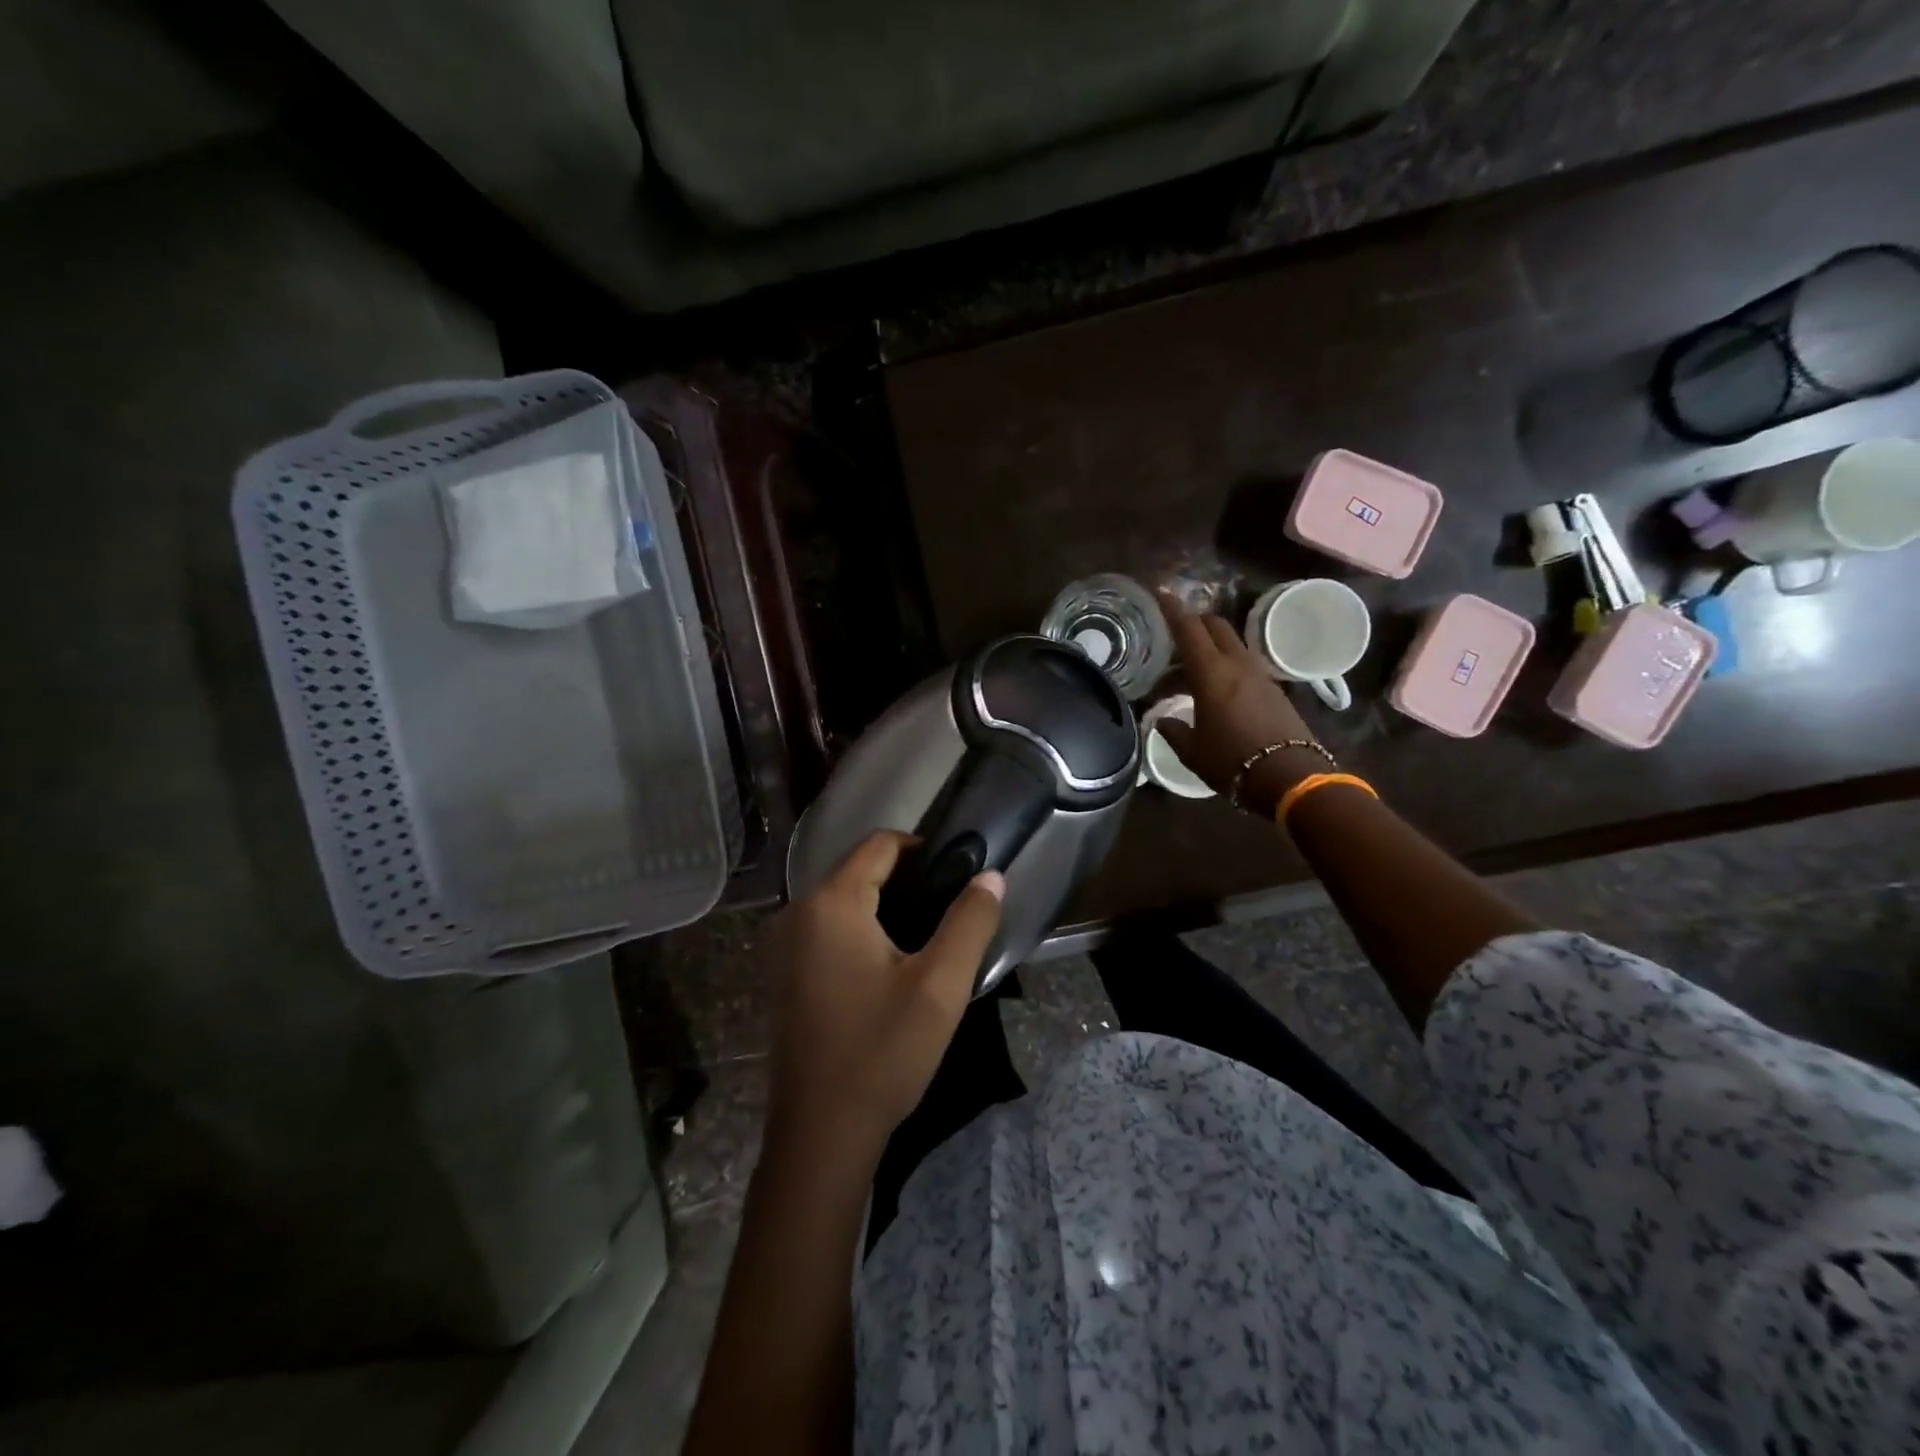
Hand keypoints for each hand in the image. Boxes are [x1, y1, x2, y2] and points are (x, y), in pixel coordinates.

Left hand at [765, 831, 1004, 1153]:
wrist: (821, 1134)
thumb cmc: (882, 1052)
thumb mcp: (940, 986)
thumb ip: (969, 921)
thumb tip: (992, 876)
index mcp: (831, 903)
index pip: (879, 844)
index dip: (921, 848)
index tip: (955, 872)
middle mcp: (796, 911)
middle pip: (857, 869)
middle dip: (904, 878)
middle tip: (947, 910)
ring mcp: (782, 945)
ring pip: (841, 900)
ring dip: (882, 906)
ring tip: (925, 938)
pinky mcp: (782, 974)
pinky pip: (825, 929)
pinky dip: (858, 930)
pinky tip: (887, 966)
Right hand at [1155, 591, 1330, 816]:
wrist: (1290, 777)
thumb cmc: (1232, 761)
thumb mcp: (1192, 751)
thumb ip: (1173, 731)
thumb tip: (1162, 722)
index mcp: (1211, 673)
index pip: (1188, 629)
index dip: (1172, 609)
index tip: (1160, 594)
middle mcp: (1236, 664)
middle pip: (1215, 626)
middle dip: (1194, 621)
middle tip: (1174, 632)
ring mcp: (1259, 675)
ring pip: (1231, 644)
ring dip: (1211, 644)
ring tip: (1191, 663)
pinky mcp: (1273, 689)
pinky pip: (1244, 663)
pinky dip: (1226, 663)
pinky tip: (1216, 686)